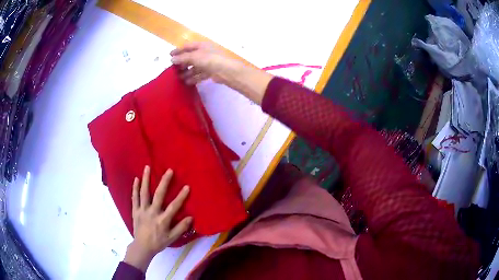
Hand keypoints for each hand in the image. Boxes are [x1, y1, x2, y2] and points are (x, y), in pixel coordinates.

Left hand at [123, 166, 191, 271]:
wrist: (142, 246)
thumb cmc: (158, 242)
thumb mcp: (172, 238)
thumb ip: (181, 228)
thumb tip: (191, 217)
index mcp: (162, 220)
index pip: (174, 207)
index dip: (181, 197)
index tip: (187, 186)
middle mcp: (152, 213)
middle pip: (158, 195)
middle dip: (164, 182)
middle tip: (169, 170)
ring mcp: (142, 210)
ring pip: (144, 193)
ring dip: (146, 179)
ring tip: (147, 167)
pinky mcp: (135, 210)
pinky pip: (134, 198)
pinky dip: (135, 188)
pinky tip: (136, 179)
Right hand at [170, 42, 241, 84]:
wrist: (225, 70)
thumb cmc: (209, 59)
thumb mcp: (194, 57)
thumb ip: (182, 58)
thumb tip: (172, 59)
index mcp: (202, 45)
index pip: (187, 47)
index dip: (178, 50)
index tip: (170, 56)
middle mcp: (205, 53)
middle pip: (191, 57)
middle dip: (182, 63)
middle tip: (173, 69)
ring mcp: (208, 62)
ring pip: (195, 67)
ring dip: (187, 72)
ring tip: (178, 78)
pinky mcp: (211, 72)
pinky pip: (200, 74)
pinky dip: (194, 78)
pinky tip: (187, 82)